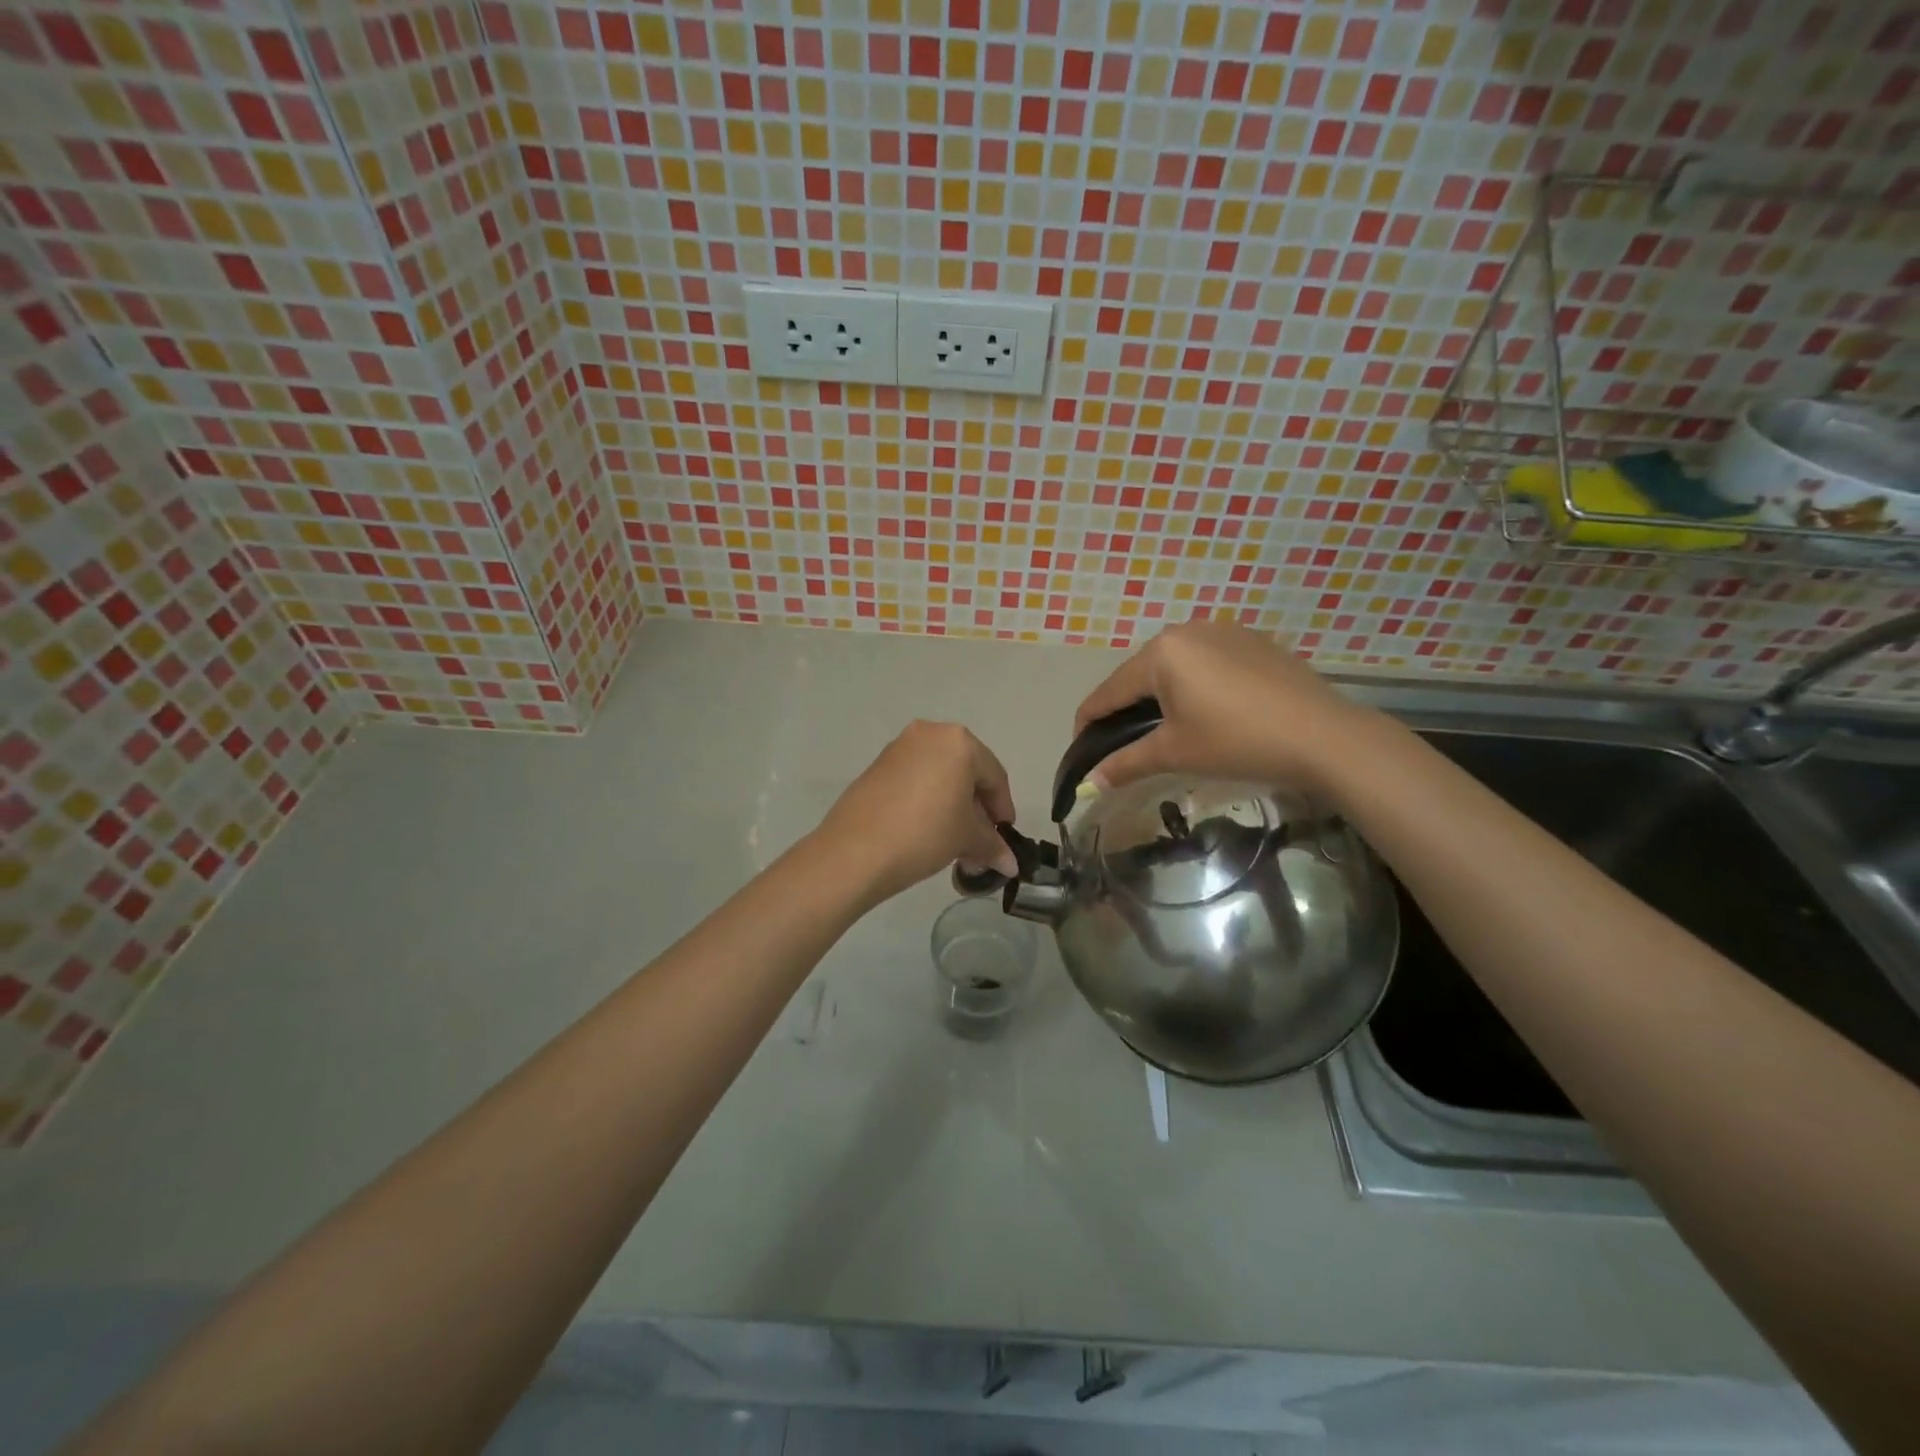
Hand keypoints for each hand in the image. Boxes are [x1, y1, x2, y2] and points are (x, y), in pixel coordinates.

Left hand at [814, 721, 1020, 905]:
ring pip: (939, 774)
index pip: (994, 776)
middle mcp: (929, 733)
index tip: (1004, 835)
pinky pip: (915, 778)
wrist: (855, 850)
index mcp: (959, 742)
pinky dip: (927, 799)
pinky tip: (926, 829)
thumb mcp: (966, 839)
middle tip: (980, 840)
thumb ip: (992, 845)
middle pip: (966, 771)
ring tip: (953, 839)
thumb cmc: (924, 834)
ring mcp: (899, 747)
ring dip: (951, 804)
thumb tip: (1010, 864)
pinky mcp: (877, 765)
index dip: (1003, 809)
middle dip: (976, 807)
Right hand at [1073, 619, 1371, 795]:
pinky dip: (1194, 686)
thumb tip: (1091, 783)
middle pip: (1139, 675)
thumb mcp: (1175, 752)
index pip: (1108, 691)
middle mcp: (1186, 630)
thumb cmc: (1237, 741)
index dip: (1088, 723)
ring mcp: (1223, 631)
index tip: (1080, 750)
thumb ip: (1126, 763)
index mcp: (1161, 652)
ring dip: (1160, 696)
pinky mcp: (1252, 641)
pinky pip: (1206, 662)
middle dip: (1125, 710)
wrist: (1323, 736)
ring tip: (1164, 730)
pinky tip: (1208, 712)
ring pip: (1174, 667)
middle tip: (1123, 745)